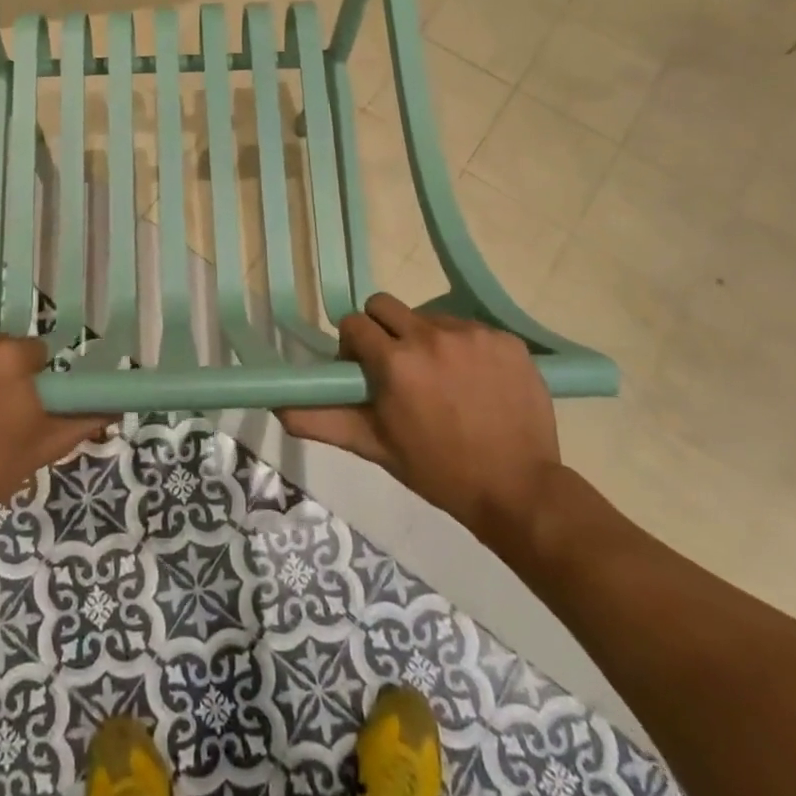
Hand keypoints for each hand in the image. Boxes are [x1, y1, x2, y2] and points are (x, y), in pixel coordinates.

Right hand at [277, 295, 560, 553]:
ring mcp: (473, 334)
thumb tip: (276, 405)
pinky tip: (475, 383)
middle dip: (381, 330)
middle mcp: (430, 336)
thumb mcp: (374, 447)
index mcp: (395, 362)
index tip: (365, 372)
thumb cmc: (437, 470)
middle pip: (385, 306)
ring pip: (428, 316)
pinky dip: (463, 348)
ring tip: (442, 382)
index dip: (353, 346)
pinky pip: (468, 329)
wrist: (519, 490)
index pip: (353, 323)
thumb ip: (321, 420)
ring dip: (424, 340)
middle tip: (397, 369)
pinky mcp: (506, 339)